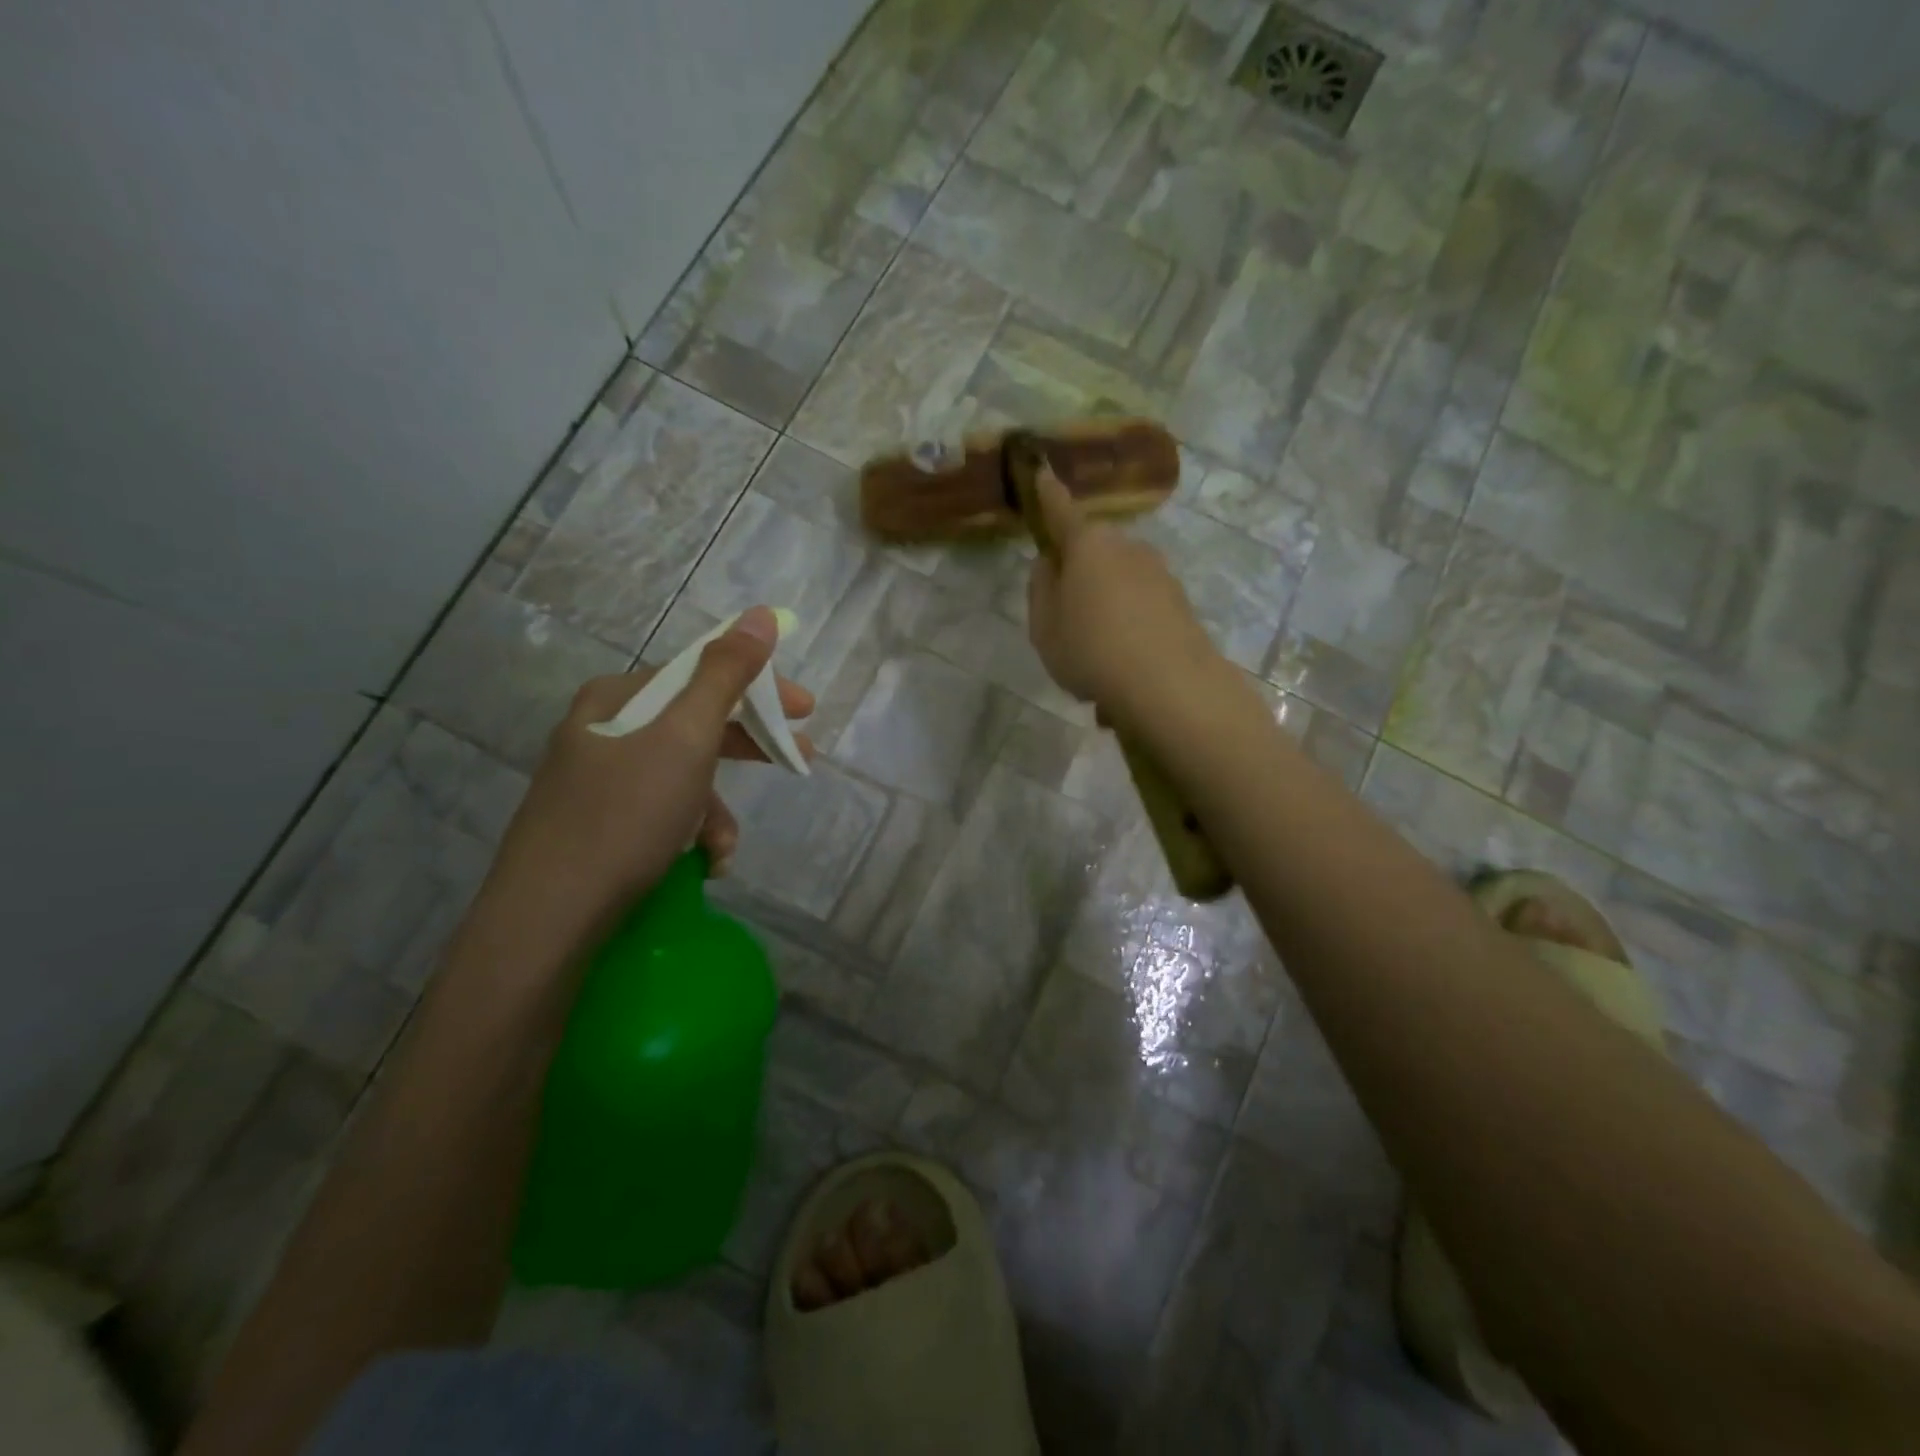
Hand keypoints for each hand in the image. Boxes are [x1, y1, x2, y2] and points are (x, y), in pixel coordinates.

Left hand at [472, 606, 812, 953]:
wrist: (549, 916)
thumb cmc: (625, 816)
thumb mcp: (686, 737)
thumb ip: (726, 674)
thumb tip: (760, 614)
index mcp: (618, 697)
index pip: (702, 673)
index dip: (760, 687)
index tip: (805, 710)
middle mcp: (603, 730)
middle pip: (695, 723)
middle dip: (748, 746)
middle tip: (800, 758)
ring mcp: (596, 780)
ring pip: (682, 775)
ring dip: (716, 808)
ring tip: (726, 848)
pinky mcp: (597, 825)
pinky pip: (661, 811)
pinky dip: (690, 832)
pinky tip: (701, 864)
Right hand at [1026, 467, 1218, 711]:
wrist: (1169, 685)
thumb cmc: (1091, 649)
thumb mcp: (1044, 626)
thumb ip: (1041, 589)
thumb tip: (1050, 563)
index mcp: (1087, 546)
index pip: (1061, 511)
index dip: (1048, 494)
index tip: (1042, 471)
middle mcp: (1128, 548)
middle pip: (1094, 553)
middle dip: (1080, 576)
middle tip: (1065, 621)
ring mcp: (1160, 574)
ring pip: (1119, 585)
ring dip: (1106, 610)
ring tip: (1095, 661)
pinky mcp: (1181, 604)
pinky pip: (1141, 611)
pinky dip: (1128, 631)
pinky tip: (1122, 671)